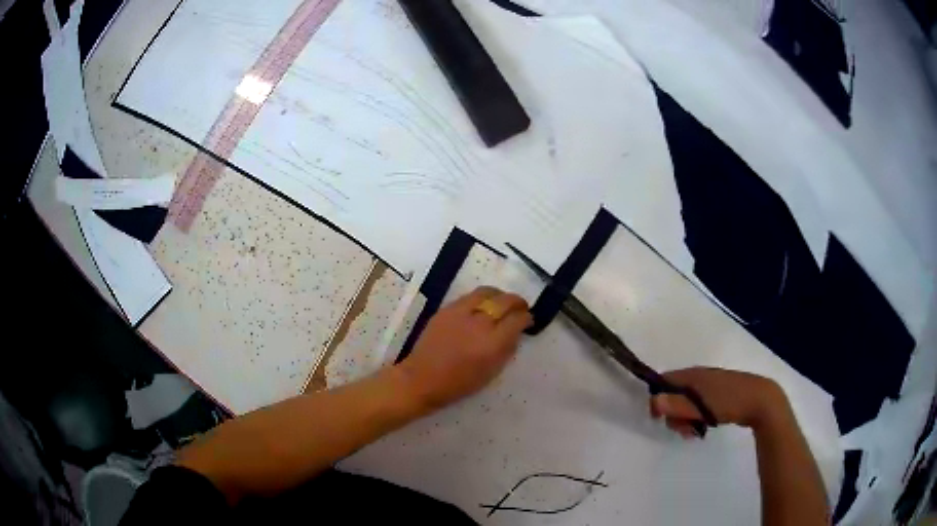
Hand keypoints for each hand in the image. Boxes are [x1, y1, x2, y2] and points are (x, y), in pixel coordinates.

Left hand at [398, 287, 532, 409]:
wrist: (422, 379)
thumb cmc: (459, 383)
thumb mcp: (492, 372)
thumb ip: (507, 349)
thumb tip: (516, 332)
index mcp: (492, 343)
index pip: (517, 320)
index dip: (526, 318)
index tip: (528, 320)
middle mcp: (479, 324)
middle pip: (505, 301)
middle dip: (517, 302)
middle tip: (520, 308)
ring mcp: (460, 313)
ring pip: (487, 292)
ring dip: (500, 296)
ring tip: (502, 302)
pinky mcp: (446, 309)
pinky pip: (469, 297)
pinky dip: (481, 299)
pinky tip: (482, 306)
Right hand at [649, 367, 788, 437]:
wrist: (761, 401)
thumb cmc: (729, 402)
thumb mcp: (701, 407)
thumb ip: (677, 405)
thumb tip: (653, 401)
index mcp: (694, 375)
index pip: (665, 380)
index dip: (658, 398)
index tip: (658, 418)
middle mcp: (700, 376)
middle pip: (675, 394)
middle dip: (674, 414)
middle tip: (682, 430)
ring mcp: (711, 385)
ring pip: (687, 402)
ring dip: (685, 419)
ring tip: (694, 433)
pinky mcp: (719, 394)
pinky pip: (699, 405)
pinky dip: (697, 417)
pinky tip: (703, 428)